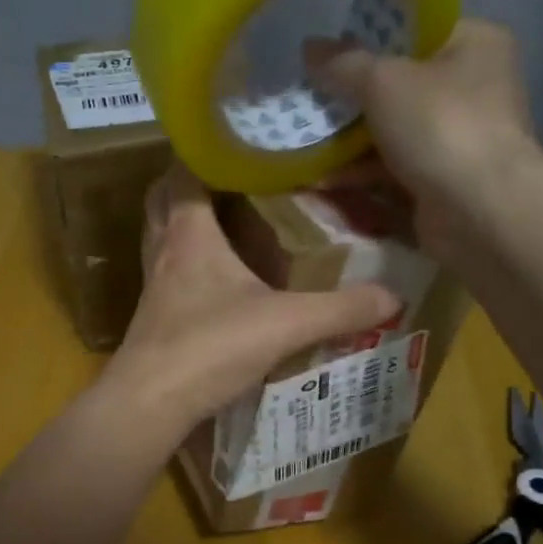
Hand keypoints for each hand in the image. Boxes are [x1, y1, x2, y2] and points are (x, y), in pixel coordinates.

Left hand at [101, 165, 397, 436]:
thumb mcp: (286, 324)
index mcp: (189, 234)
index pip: (185, 172)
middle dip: (189, 183)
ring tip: (224, 222)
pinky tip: (214, 283)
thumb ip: (340, 308)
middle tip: (230, 179)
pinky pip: (167, 274)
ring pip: (161, 237)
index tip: (236, 139)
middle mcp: (164, 251)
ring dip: (184, 224)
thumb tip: (393, 296)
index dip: (203, 150)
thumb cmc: (210, 347)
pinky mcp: (152, 318)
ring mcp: (153, 286)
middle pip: (163, 200)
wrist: (149, 403)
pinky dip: (185, 265)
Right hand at [312, 19, 542, 267]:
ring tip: (304, 137)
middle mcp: (472, 86)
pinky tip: (321, 177)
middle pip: (399, 83)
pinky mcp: (442, 179)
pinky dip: (361, 172)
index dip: (370, 36)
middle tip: (310, 95)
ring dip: (349, 137)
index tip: (329, 49)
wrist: (480, 210)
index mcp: (474, 44)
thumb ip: (343, 63)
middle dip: (352, 95)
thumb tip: (310, 48)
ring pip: (392, 129)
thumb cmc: (440, 125)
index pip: (417, 29)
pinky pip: (392, 167)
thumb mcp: (383, 81)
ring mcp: (458, 136)